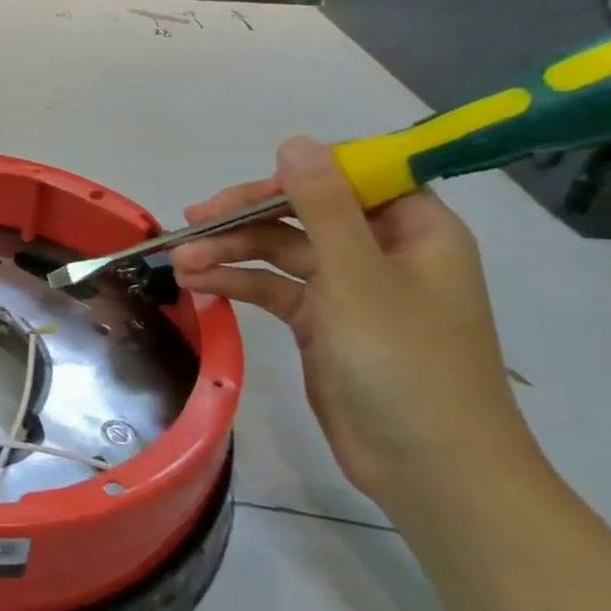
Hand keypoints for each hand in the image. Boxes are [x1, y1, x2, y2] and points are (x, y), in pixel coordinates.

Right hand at [169, 137, 542, 513]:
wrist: (430, 468)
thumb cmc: (406, 363)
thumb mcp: (358, 277)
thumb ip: (322, 207)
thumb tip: (295, 143)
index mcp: (413, 230)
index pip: (351, 178)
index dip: (296, 176)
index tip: (243, 190)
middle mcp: (381, 251)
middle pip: (303, 213)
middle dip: (245, 217)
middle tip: (192, 220)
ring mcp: (349, 289)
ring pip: (279, 252)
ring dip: (230, 252)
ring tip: (180, 261)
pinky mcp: (321, 323)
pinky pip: (273, 288)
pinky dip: (237, 284)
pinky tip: (198, 286)